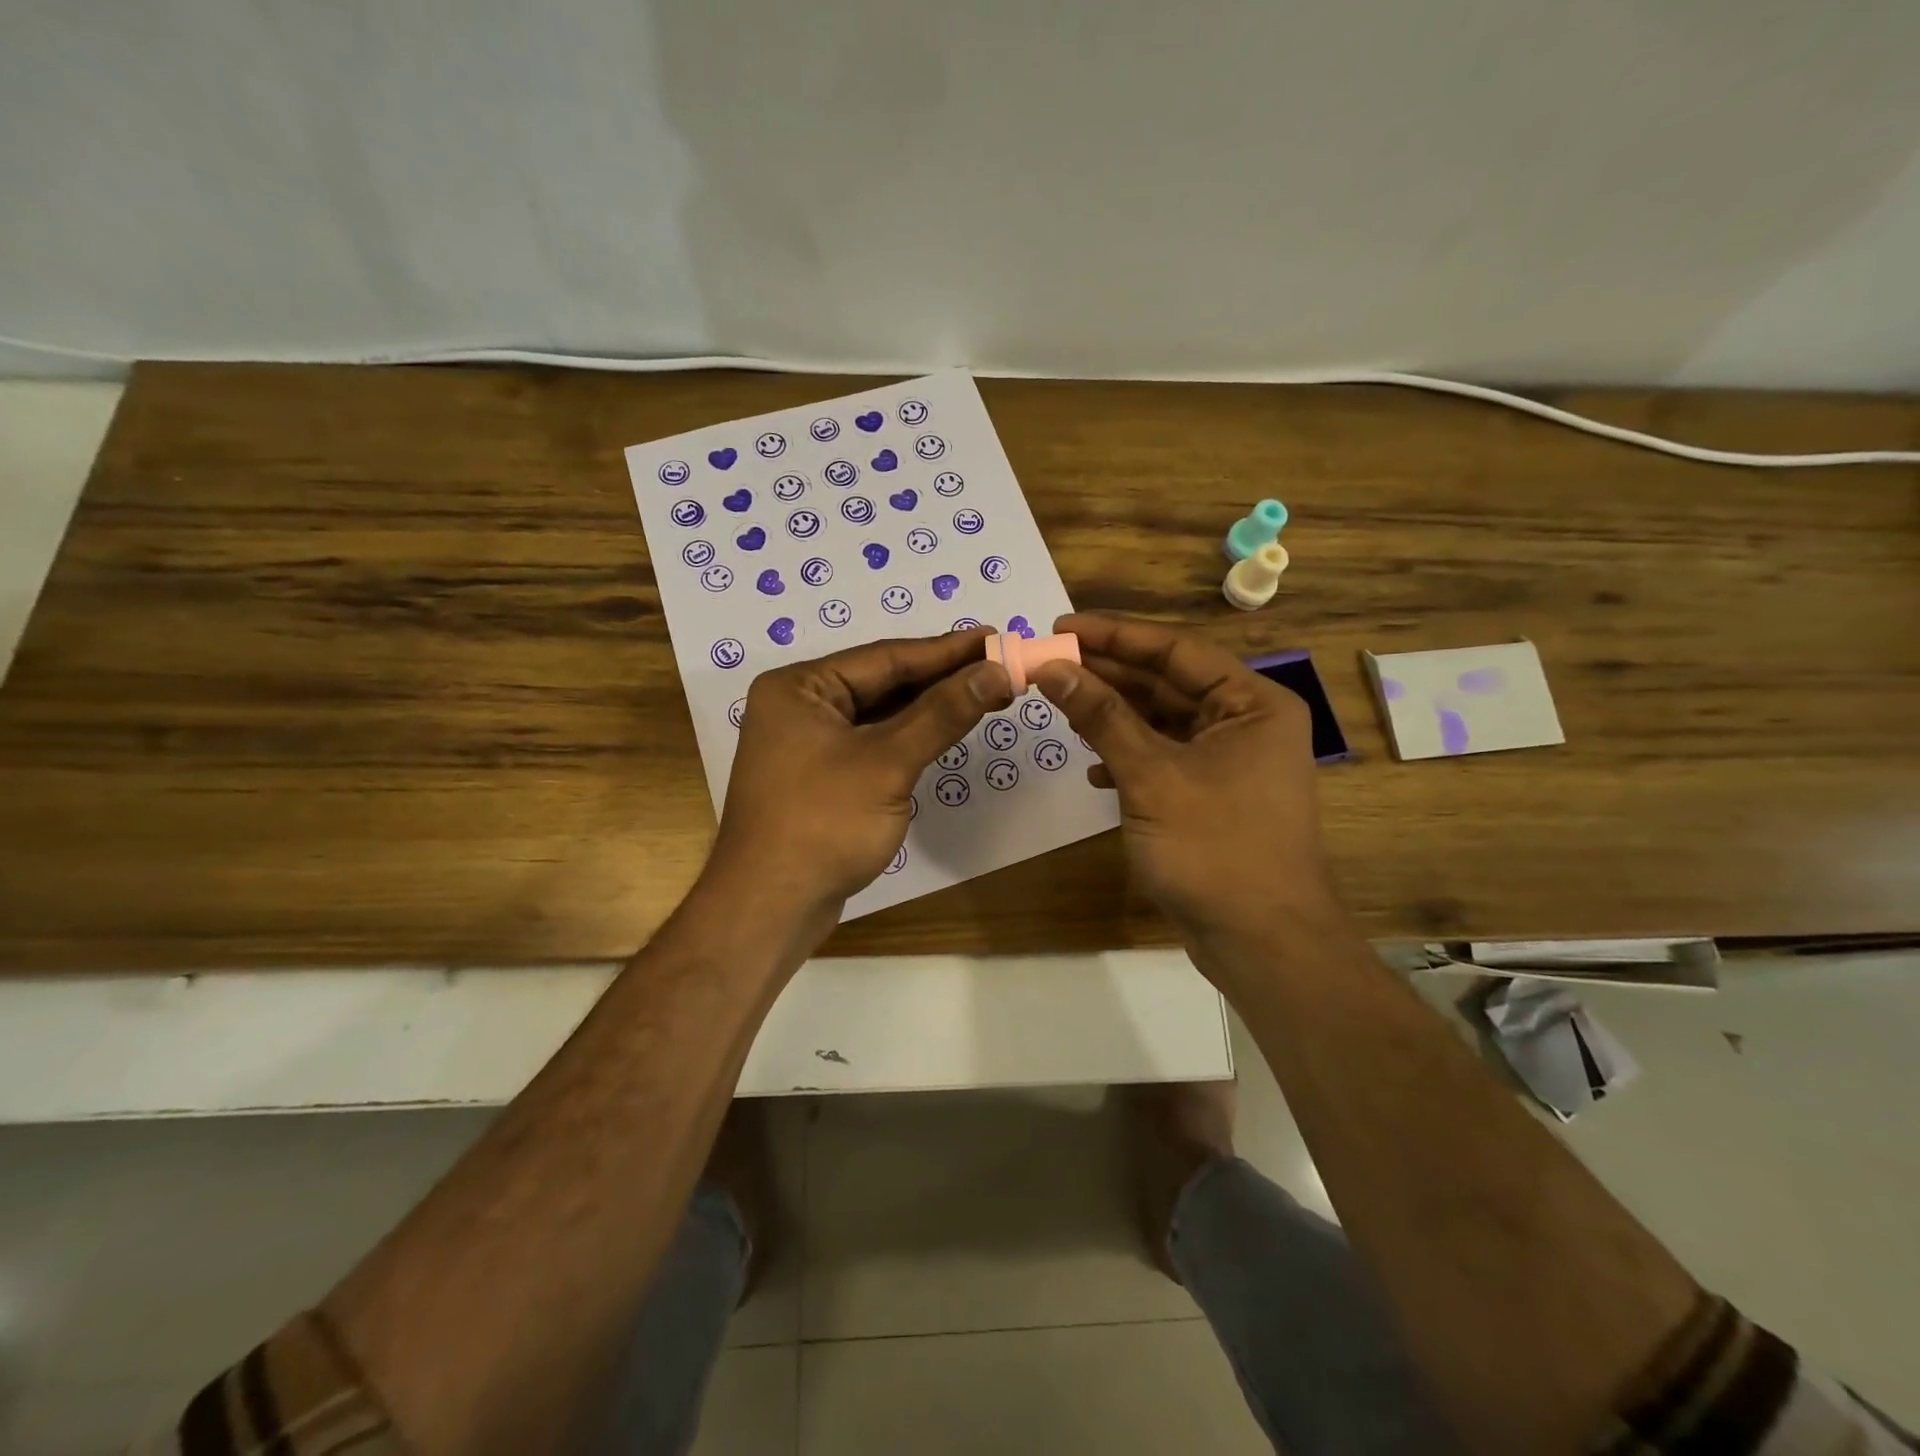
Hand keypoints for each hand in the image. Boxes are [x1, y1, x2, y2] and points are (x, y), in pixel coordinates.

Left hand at [710, 629, 1011, 918]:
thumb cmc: (823, 824)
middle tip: (1000, 666)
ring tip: (986, 692)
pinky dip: (911, 736)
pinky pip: (873, 743)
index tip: (996, 638)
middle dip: (942, 677)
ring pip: (880, 714)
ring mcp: (808, 743)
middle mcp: (800, 706)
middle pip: (883, 682)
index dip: (946, 650)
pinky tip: (946, 728)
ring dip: (931, 707)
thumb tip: (996, 671)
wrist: (770, 908)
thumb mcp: (888, 763)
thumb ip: (942, 714)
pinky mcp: (822, 777)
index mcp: (800, 687)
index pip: (885, 657)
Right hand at [1030, 613, 1341, 941]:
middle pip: (1167, 683)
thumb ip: (1102, 717)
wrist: (1261, 942)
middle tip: (1050, 663)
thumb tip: (1052, 668)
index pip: (1175, 650)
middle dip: (1108, 675)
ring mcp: (1230, 761)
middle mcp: (1246, 722)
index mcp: (1251, 703)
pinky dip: (1129, 757)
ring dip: (1114, 715)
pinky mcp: (1212, 795)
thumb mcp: (1151, 775)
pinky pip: (1164, 758)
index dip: (1114, 636)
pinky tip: (1094, 767)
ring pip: (1162, 722)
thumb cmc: (1214, 848)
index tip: (1061, 628)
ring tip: (1061, 705)